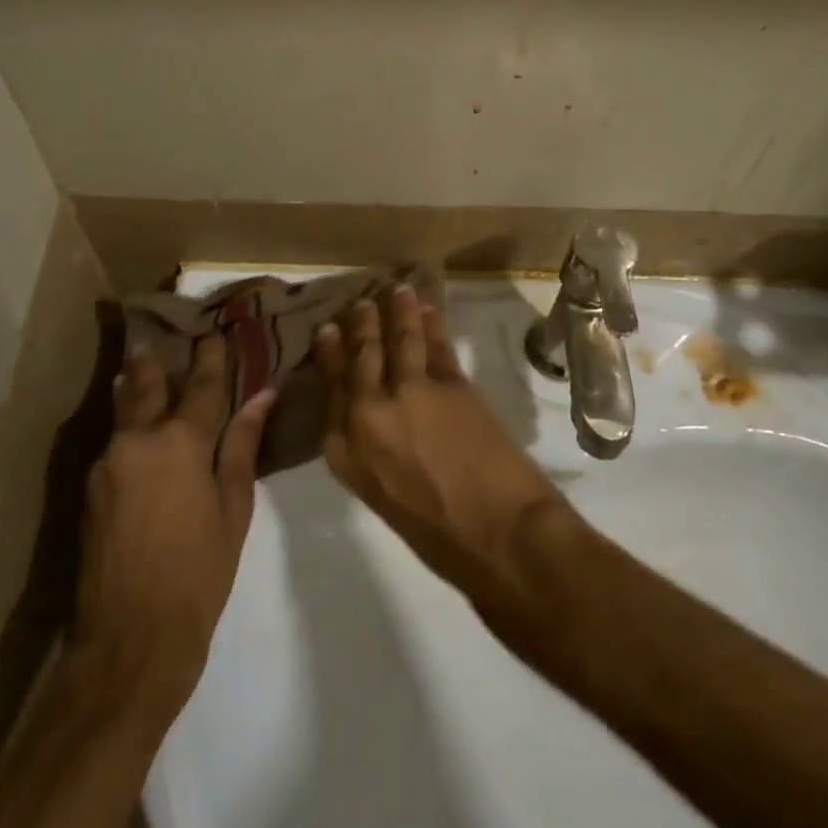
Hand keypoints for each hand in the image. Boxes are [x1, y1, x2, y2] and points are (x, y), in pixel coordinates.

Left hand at [70, 335, 272, 720]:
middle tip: (153, 340)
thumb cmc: (199, 573)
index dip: (210, 360)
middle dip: (152, 363)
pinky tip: (130, 429)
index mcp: (181, 442)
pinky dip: (124, 427)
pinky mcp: (89, 488)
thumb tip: (261, 397)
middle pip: (145, 388)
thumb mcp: (233, 508)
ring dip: (131, 390)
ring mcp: (107, 463)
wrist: (130, 639)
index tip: (214, 336)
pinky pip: (113, 443)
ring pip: (122, 413)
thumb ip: (243, 446)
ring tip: (135, 370)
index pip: (200, 387)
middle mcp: (138, 440)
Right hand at [315, 285, 565, 591]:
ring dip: (397, 311)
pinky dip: (433, 324)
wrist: (499, 537)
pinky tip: (430, 311)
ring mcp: (409, 393)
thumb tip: (377, 424)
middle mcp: (368, 414)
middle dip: (360, 325)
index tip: (328, 331)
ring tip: (396, 290)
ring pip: (398, 340)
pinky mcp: (449, 384)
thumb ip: (371, 454)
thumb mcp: (384, 498)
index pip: (331, 390)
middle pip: (361, 357)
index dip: (330, 355)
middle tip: (360, 302)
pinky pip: (436, 345)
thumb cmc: (439, 537)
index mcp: (346, 451)